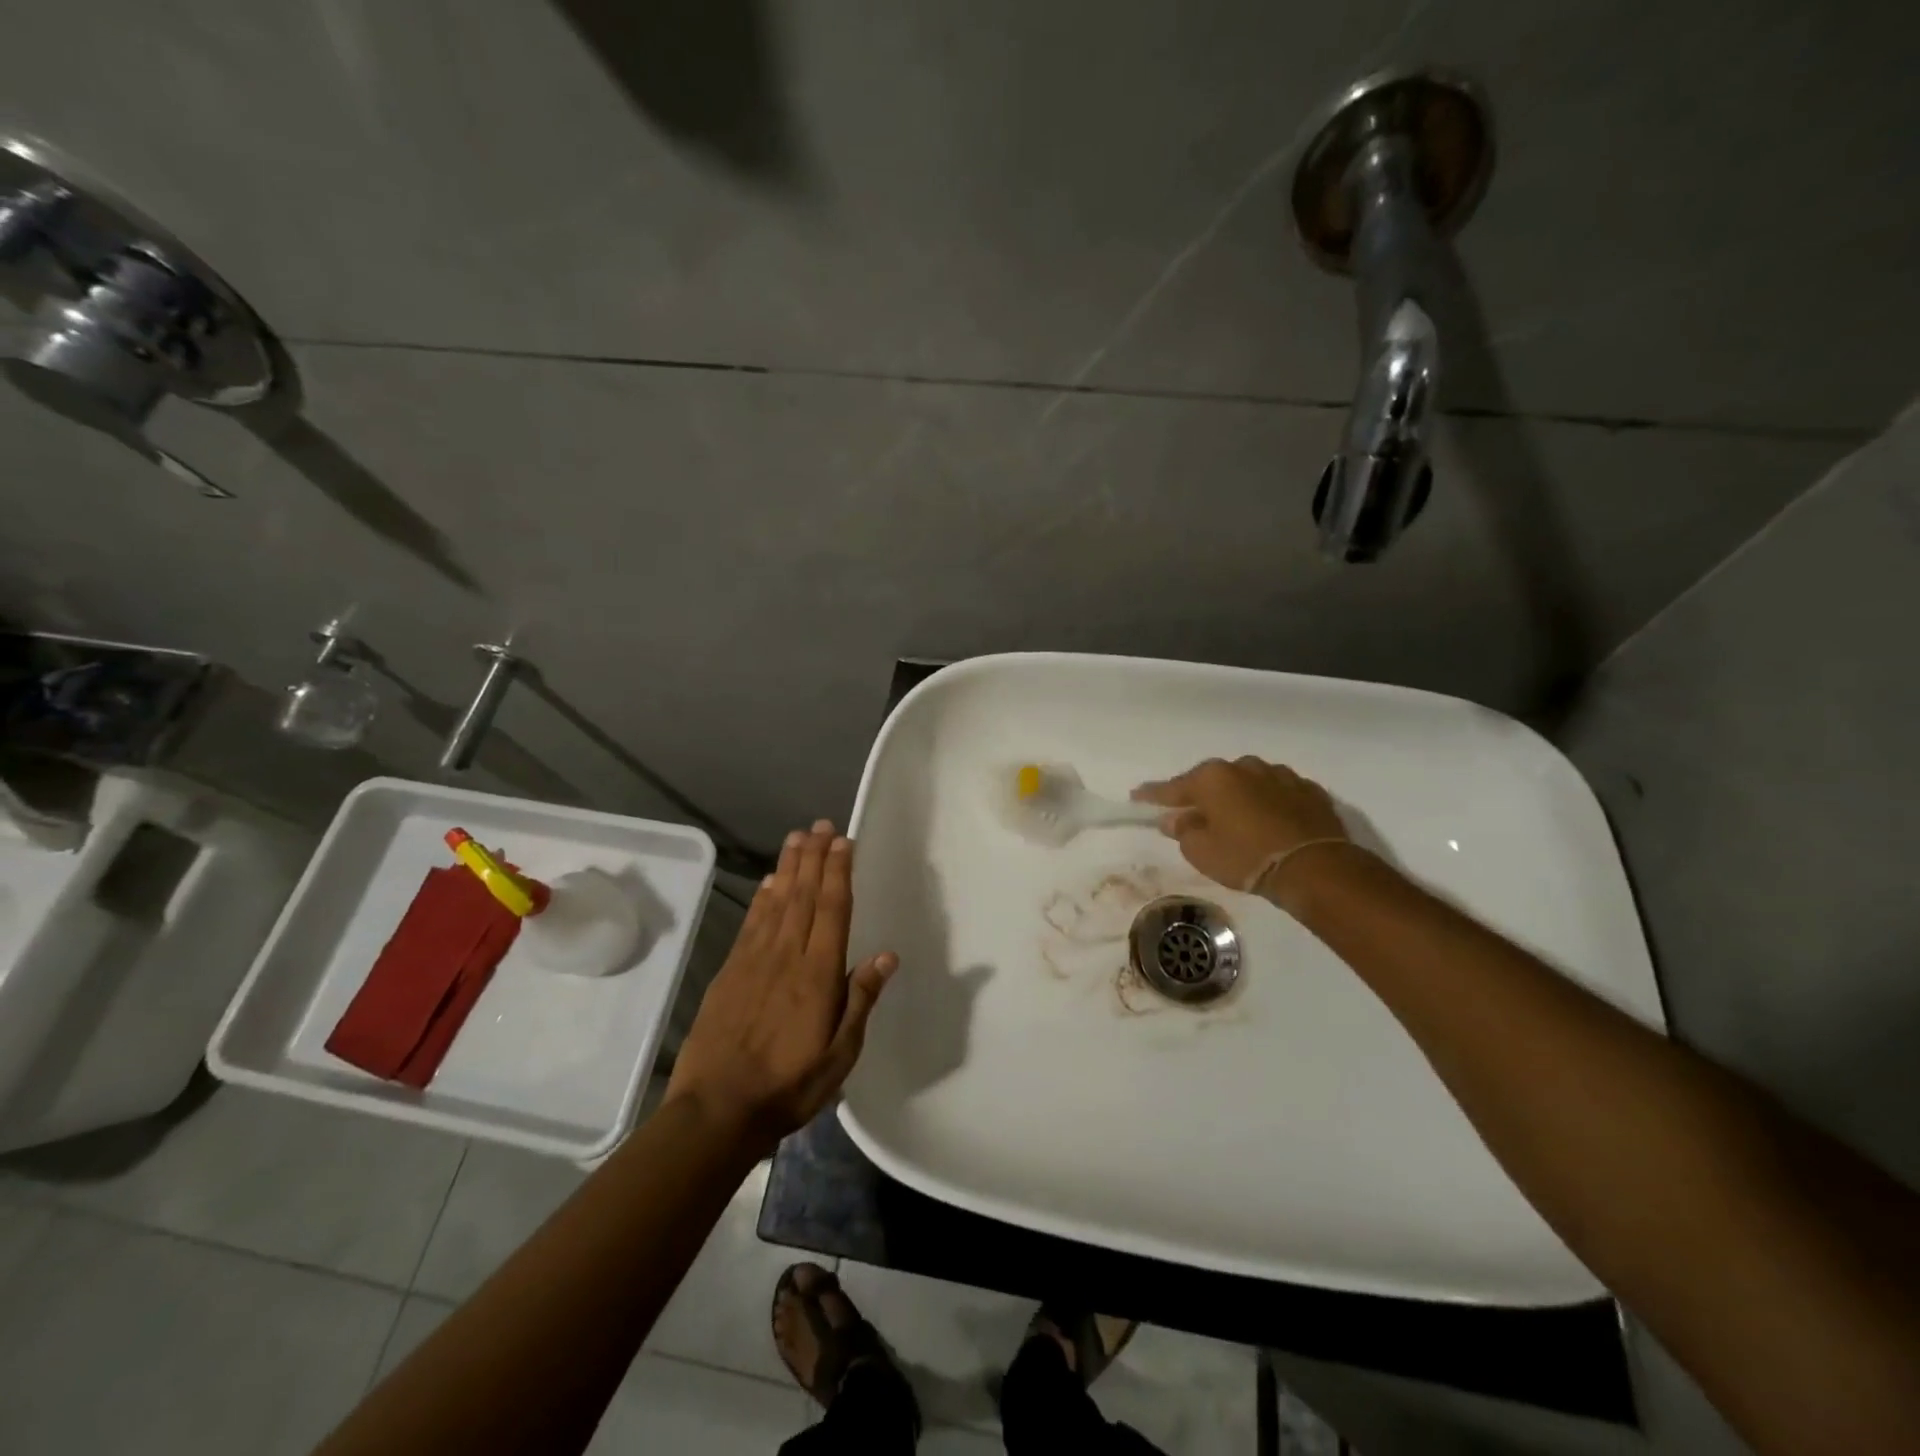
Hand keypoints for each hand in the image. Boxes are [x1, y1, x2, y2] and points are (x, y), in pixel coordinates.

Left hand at [666, 821, 897, 1155]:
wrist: (717, 1109)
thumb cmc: (789, 1086)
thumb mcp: (839, 1055)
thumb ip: (860, 1000)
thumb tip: (887, 956)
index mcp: (817, 974)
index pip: (832, 910)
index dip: (838, 872)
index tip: (843, 842)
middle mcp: (786, 956)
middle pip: (804, 896)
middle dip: (814, 857)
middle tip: (821, 825)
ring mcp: (754, 961)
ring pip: (776, 902)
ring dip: (788, 867)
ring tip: (797, 838)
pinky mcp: (730, 971)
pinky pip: (751, 924)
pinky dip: (762, 898)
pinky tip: (769, 882)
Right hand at [1132, 757, 1352, 899]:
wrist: (1314, 866)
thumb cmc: (1246, 857)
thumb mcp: (1202, 852)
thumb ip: (1183, 831)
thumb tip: (1175, 818)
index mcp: (1213, 778)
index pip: (1173, 787)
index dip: (1153, 795)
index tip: (1137, 796)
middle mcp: (1244, 767)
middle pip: (1213, 781)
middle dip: (1201, 795)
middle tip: (1192, 813)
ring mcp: (1280, 775)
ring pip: (1247, 783)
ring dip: (1237, 797)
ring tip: (1235, 818)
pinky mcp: (1308, 790)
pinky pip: (1277, 793)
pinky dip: (1267, 803)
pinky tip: (1268, 821)